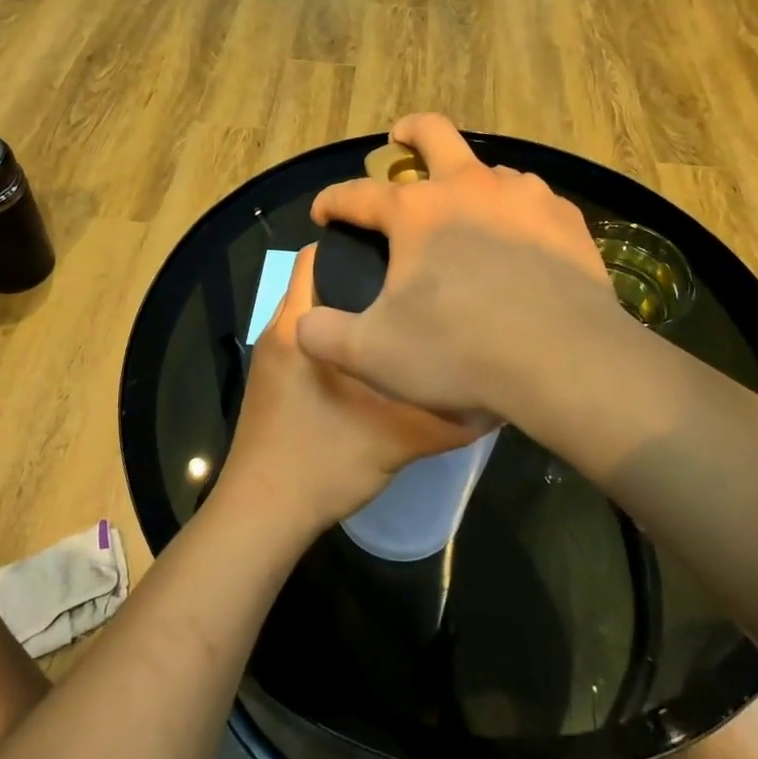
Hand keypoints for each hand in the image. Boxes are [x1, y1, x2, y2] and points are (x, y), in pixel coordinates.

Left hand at [218, 244, 490, 534]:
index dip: (355, 242)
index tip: (399, 250)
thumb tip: (495, 398)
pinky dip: (335, 339)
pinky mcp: (271, 382)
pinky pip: (307, 341)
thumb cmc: (322, 462)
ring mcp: (271, 357)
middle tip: (410, 284)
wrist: (261, 516)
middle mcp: (279, 330)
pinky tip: (371, 360)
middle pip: (317, 281)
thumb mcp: (396, 439)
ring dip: (348, 312)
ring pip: (313, 314)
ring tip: (398, 317)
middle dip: (360, 277)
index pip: (316, 255)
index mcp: (299, 326)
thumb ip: (447, 418)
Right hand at [298, 114, 616, 420]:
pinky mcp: (565, 218)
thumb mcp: (373, 354)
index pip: (357, 195)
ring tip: (467, 210)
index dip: (332, 201)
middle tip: (399, 139)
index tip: (322, 212)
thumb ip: (324, 335)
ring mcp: (523, 197)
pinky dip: (515, 211)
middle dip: (408, 132)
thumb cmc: (459, 351)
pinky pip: (532, 200)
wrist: (564, 361)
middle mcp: (468, 187)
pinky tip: (520, 240)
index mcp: (415, 212)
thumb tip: (304, 323)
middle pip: (433, 133)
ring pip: (490, 167)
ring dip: (469, 179)